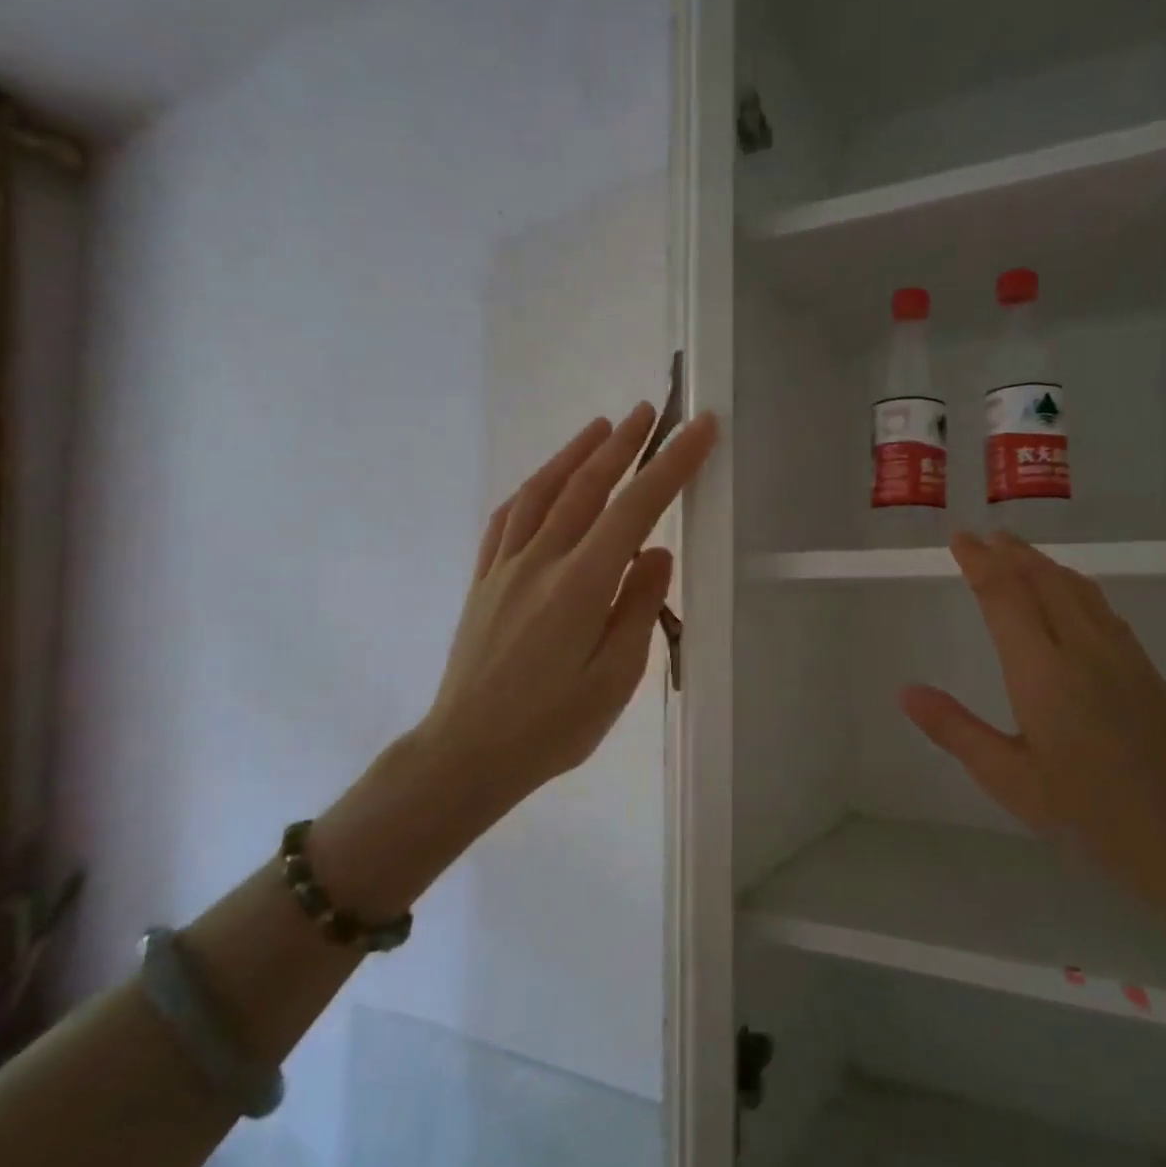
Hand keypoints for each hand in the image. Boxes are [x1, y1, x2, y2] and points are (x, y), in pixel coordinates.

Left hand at [413, 404, 717, 835]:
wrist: (467, 754)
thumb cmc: (553, 726)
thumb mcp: (615, 677)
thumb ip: (639, 607)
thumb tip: (657, 552)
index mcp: (580, 586)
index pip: (635, 509)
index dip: (670, 465)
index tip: (698, 430)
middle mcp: (540, 562)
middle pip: (586, 487)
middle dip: (623, 445)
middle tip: (648, 411)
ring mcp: (505, 568)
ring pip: (542, 493)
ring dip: (574, 454)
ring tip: (601, 427)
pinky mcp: (484, 581)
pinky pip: (508, 519)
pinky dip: (532, 489)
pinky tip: (545, 481)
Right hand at [900, 531, 1165, 924]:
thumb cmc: (1091, 816)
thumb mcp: (1010, 780)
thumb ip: (956, 730)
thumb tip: (906, 692)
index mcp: (1043, 673)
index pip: (1005, 598)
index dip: (980, 563)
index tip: (960, 538)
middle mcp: (1083, 650)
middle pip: (1044, 581)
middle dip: (1011, 553)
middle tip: (984, 536)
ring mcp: (1121, 656)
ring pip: (1077, 589)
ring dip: (1043, 564)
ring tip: (1018, 554)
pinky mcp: (1145, 669)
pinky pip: (1101, 607)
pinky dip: (1073, 586)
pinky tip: (1071, 596)